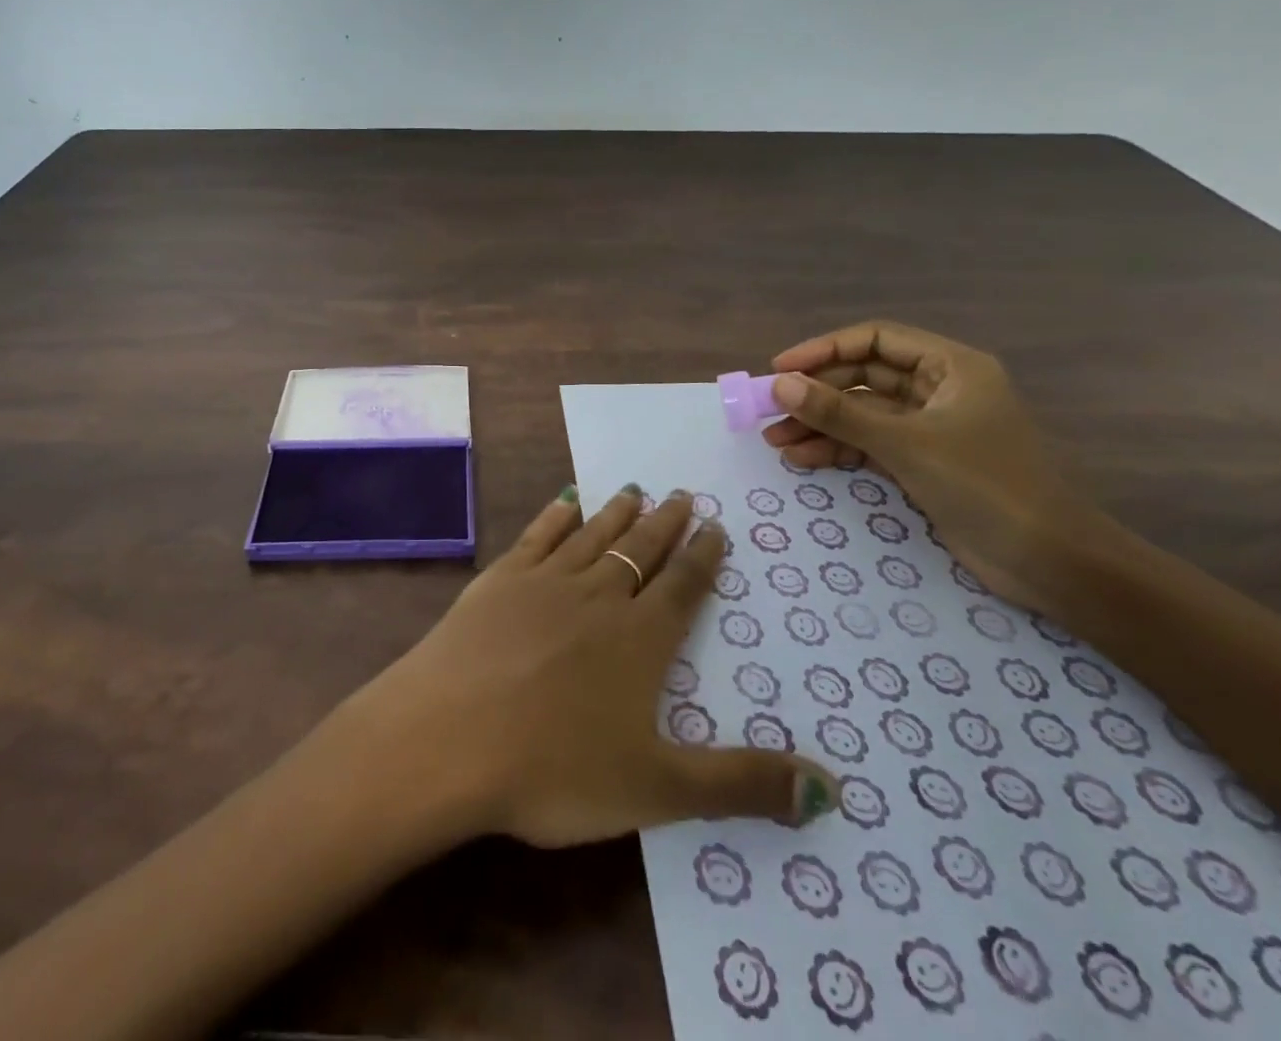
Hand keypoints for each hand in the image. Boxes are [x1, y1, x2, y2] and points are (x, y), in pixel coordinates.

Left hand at [334, 486, 835, 848]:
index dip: (703, 557)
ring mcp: (544, 581)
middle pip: (641, 550)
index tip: (715, 526)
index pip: (682, 587)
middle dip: (666, 524)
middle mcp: (597, 596)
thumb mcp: (658, 790)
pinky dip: (556, 517)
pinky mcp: (499, 580)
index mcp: (639, 639)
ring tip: (636, 489)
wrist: (449, 736)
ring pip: (593, 536)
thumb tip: (831, 791)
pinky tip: (565, 501)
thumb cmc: (555, 768)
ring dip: (617, 513)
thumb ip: (742, 785)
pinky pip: (537, 536)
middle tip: (682, 494)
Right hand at [763, 321, 1099, 617]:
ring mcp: (930, 428)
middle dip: (816, 393)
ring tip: (775, 441)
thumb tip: (779, 384)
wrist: (1050, 562)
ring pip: (861, 413)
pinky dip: (837, 448)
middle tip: (769, 408)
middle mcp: (939, 389)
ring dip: (820, 424)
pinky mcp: (923, 461)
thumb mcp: (905, 444)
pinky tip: (803, 458)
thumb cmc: (984, 485)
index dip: (824, 349)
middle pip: (863, 376)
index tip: (780, 368)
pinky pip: (868, 443)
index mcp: (950, 367)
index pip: (875, 339)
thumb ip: (839, 413)